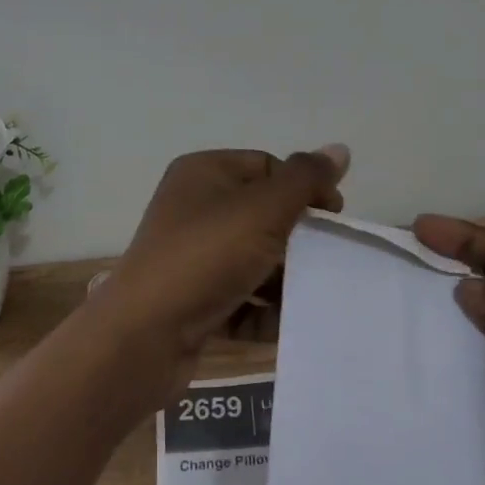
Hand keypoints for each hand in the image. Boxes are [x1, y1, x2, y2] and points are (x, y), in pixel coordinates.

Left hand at [94, 146, 349, 403]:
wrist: (145, 336)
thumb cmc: (206, 257)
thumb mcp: (262, 210)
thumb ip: (304, 180)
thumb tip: (340, 148)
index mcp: (204, 173)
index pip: (267, 167)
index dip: (304, 188)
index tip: (334, 219)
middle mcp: (194, 209)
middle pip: (263, 216)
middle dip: (297, 240)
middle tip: (326, 260)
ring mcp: (191, 257)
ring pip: (254, 261)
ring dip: (284, 280)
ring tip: (311, 297)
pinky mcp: (192, 300)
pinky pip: (240, 299)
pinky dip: (263, 312)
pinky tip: (283, 326)